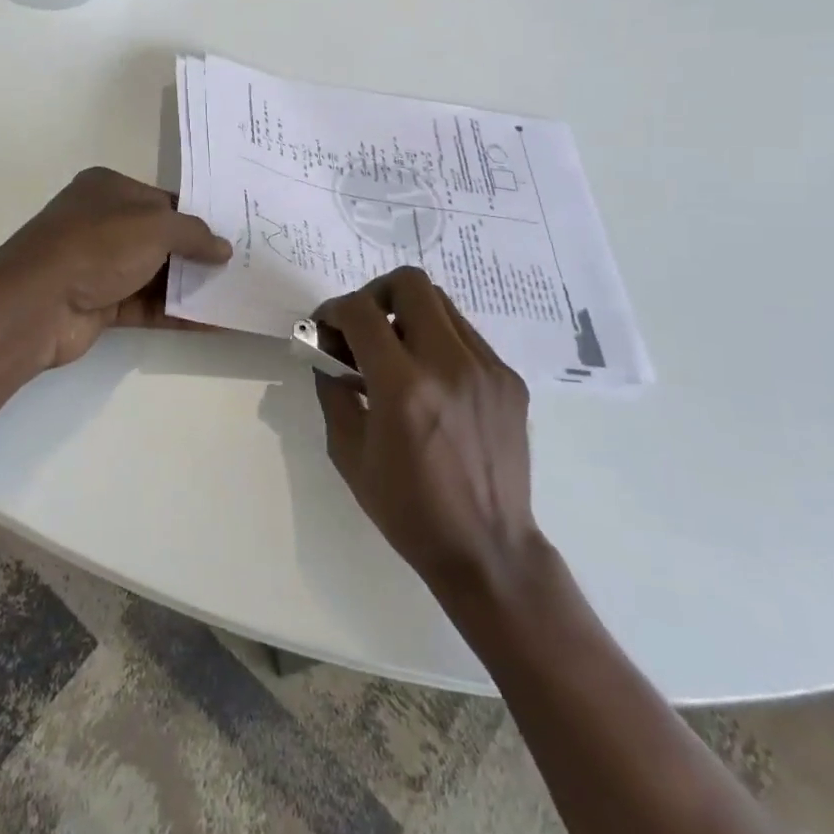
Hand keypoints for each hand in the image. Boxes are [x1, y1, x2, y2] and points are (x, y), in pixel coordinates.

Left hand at [0, 167, 231, 371]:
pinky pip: (146, 305)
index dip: (197, 216)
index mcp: (108, 189)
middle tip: (240, 265)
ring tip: (234, 294)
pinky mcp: (99, 304)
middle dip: (197, 253)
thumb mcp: (155, 226)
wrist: (38, 303)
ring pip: (154, 273)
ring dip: (190, 285)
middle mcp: (102, 222)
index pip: (163, 200)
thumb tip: (224, 248)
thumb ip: (194, 234)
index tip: (232, 233)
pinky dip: (176, 312)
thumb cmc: (98, 246)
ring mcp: (98, 265)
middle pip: (160, 237)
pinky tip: (213, 321)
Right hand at [314, 267, 541, 610]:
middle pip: (409, 283)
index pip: (360, 312)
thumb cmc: (408, 509)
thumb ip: (333, 393)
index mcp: (404, 388)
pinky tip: (430, 380)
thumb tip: (326, 356)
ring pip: (441, 303)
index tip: (325, 328)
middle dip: (375, 294)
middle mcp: (449, 365)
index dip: (332, 310)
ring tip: (396, 354)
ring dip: (408, 315)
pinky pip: (466, 335)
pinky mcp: (509, 379)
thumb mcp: (349, 454)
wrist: (488, 549)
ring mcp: (486, 368)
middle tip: (363, 327)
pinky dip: (438, 341)